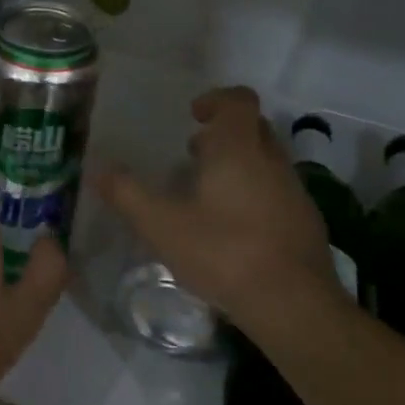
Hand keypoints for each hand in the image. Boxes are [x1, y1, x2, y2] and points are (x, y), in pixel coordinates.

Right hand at [98, 87, 345, 340]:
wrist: (294, 305)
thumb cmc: (224, 253)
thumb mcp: (162, 226)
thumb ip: (128, 194)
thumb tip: (99, 170)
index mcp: (238, 149)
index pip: (239, 100)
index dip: (216, 99)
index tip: (193, 115)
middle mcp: (272, 160)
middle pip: (253, 128)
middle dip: (224, 133)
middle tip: (194, 154)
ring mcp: (294, 191)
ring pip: (266, 160)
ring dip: (239, 165)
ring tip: (207, 194)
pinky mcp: (306, 221)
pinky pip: (277, 190)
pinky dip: (255, 193)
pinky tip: (233, 229)